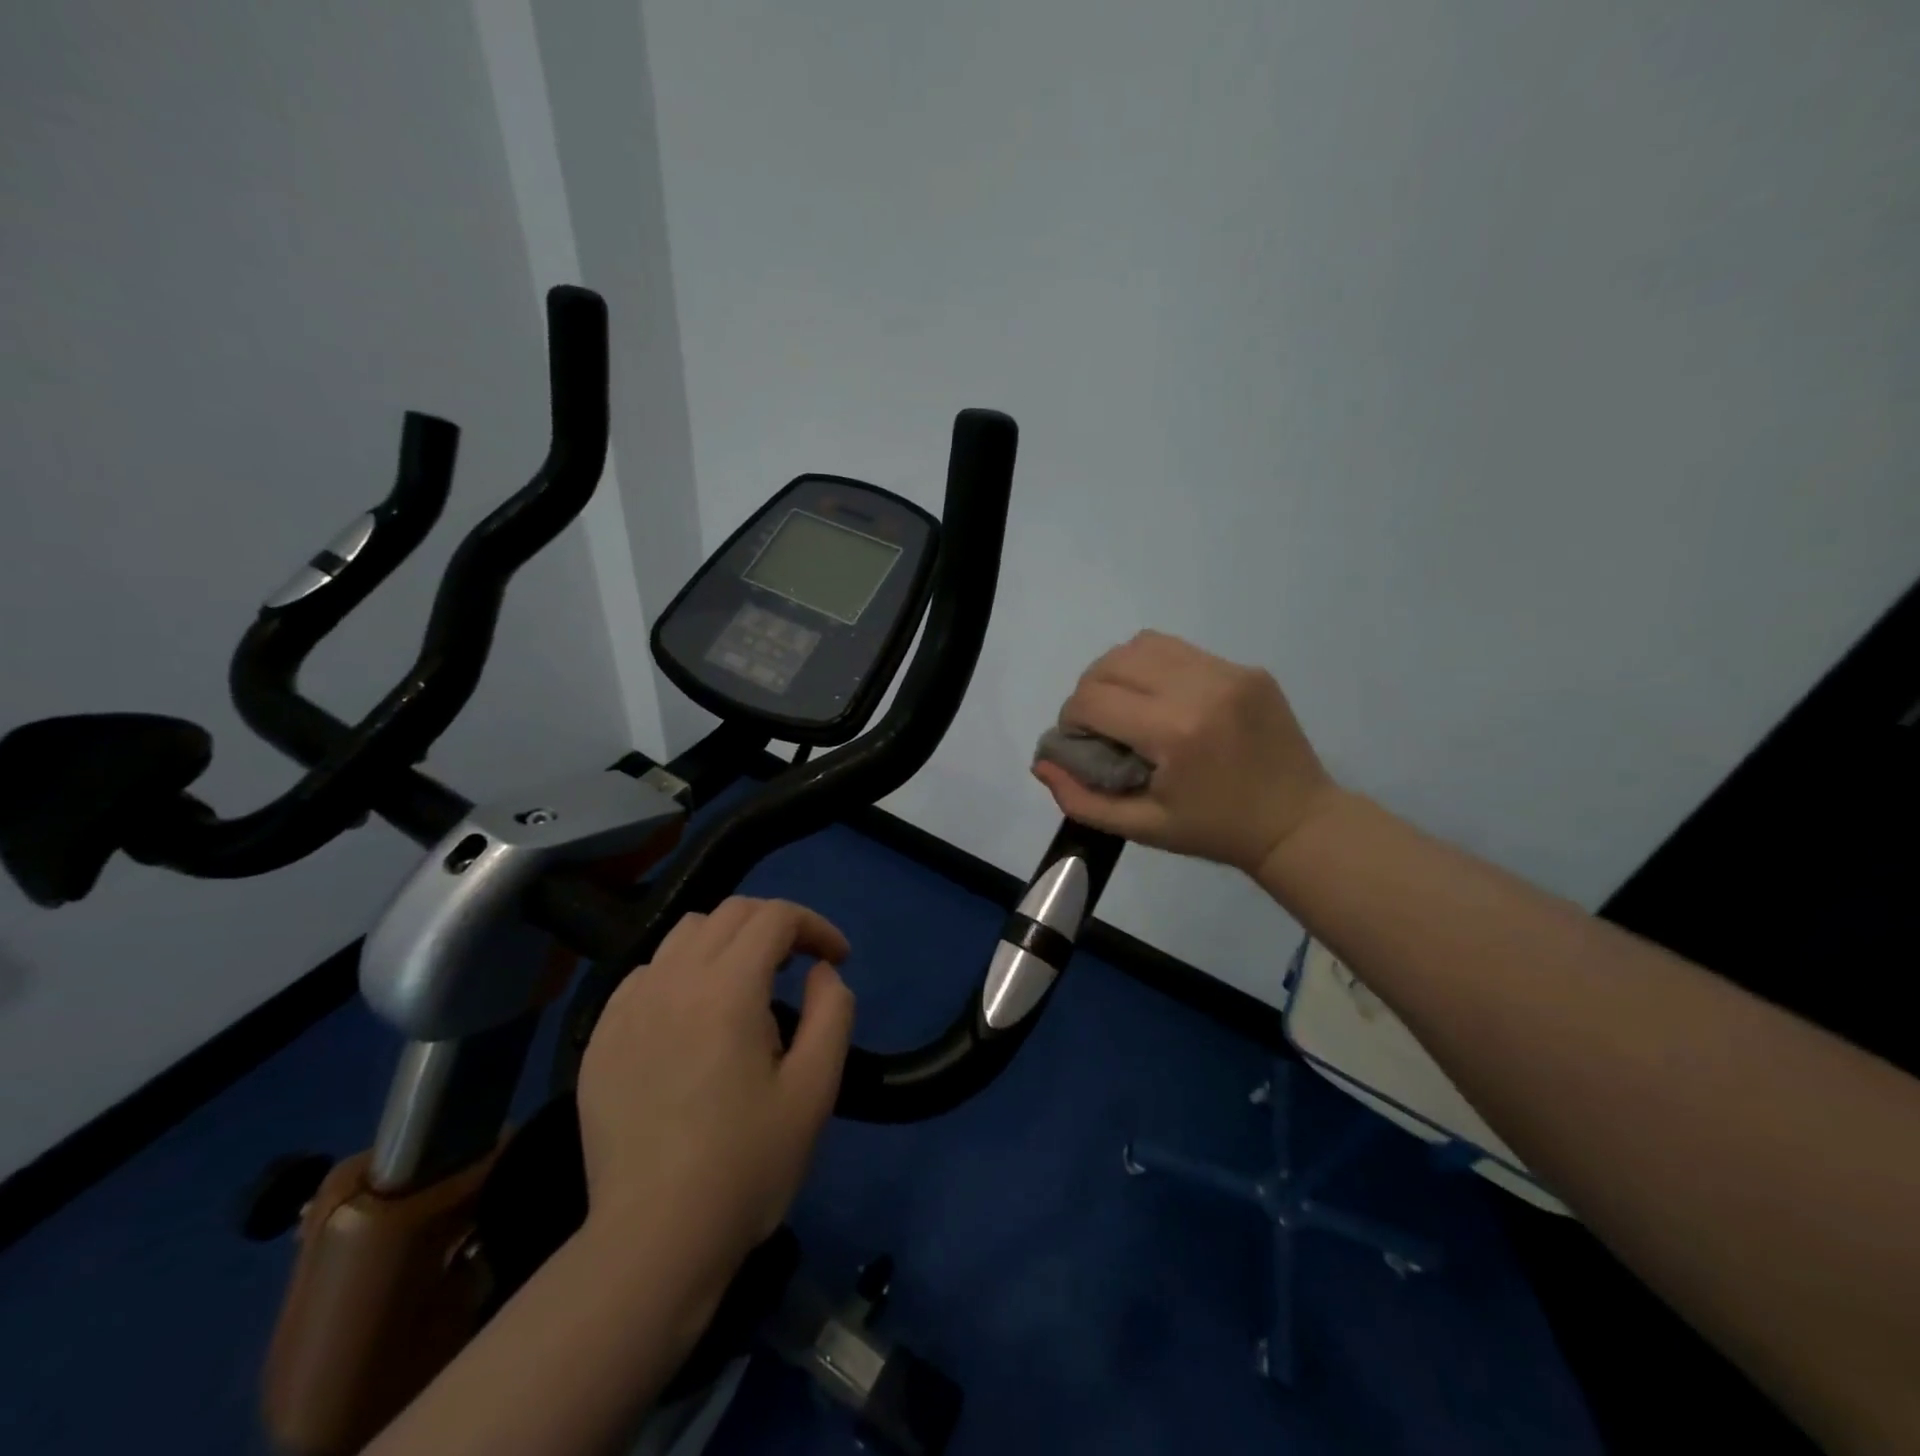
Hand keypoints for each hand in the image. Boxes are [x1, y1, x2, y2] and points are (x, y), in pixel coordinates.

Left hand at [576, 897, 854, 1279]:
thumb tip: (822, 973)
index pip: (775, 917)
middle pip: (731, 913)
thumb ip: (832, 1014)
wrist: (653, 1241)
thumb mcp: (815, 1090)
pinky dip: (681, 971)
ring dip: (727, 941)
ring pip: (684, 934)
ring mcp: (629, 1007)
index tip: (837, 960)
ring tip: (747, 985)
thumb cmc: (746, 1166)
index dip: (815, 926)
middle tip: (799, 966)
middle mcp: (673, 981)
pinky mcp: (601, 1037)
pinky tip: (692, 1015)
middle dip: (775, 926)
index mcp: (728, 989)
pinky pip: (646, 973)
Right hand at [1032, 630, 1344, 875]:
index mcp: (1175, 732)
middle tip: (1099, 726)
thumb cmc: (1215, 831)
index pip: (1092, 699)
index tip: (1081, 744)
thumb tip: (1042, 763)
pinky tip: (1163, 700)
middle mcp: (1200, 688)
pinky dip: (1154, 668)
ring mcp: (1228, 672)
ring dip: (1119, 672)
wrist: (1299, 822)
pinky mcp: (1246, 668)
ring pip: (1142, 644)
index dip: (1071, 720)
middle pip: (1111, 662)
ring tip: (1127, 706)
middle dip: (1089, 692)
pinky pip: (1179, 650)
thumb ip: (1082, 799)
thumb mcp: (1143, 828)